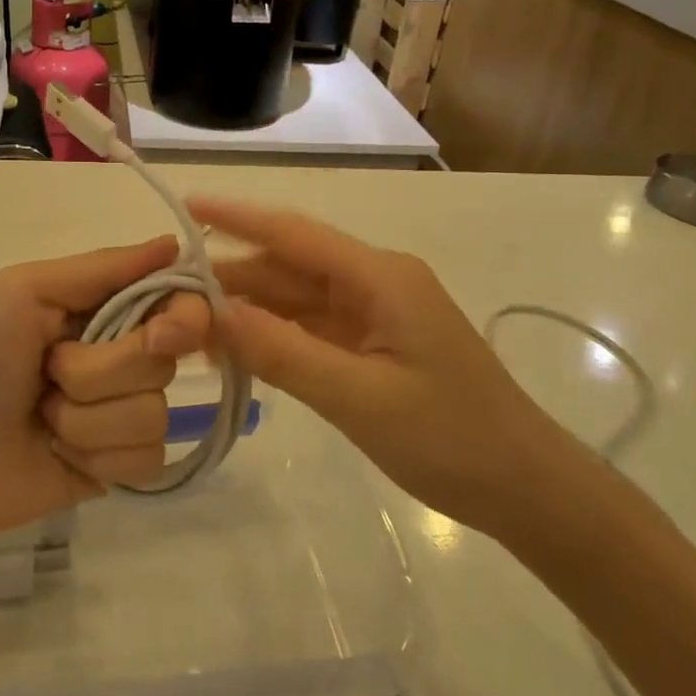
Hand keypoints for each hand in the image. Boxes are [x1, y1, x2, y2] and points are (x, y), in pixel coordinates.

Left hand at [0, 236, 210, 542]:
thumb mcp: (23, 291)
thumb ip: (101, 267)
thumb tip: (173, 243)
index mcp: (103, 308)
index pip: (178, 300)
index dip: (183, 316)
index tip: (160, 333)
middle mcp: (123, 354)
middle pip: (163, 360)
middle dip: (98, 371)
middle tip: (49, 371)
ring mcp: (124, 413)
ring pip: (154, 413)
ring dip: (87, 419)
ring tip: (43, 417)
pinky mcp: (121, 466)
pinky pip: (147, 460)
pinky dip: (96, 457)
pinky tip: (60, 454)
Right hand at [191, 198, 567, 534]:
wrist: (527, 489)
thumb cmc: (451, 439)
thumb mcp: (359, 398)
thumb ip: (282, 352)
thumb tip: (212, 314)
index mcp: (379, 277)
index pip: (294, 234)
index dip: (237, 217)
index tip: (187, 206)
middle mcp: (373, 281)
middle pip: (288, 266)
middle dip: (231, 277)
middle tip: (168, 294)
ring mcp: (374, 312)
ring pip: (295, 298)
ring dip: (247, 309)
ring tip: (190, 328)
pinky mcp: (373, 342)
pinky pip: (310, 327)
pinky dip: (272, 336)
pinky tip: (235, 350)